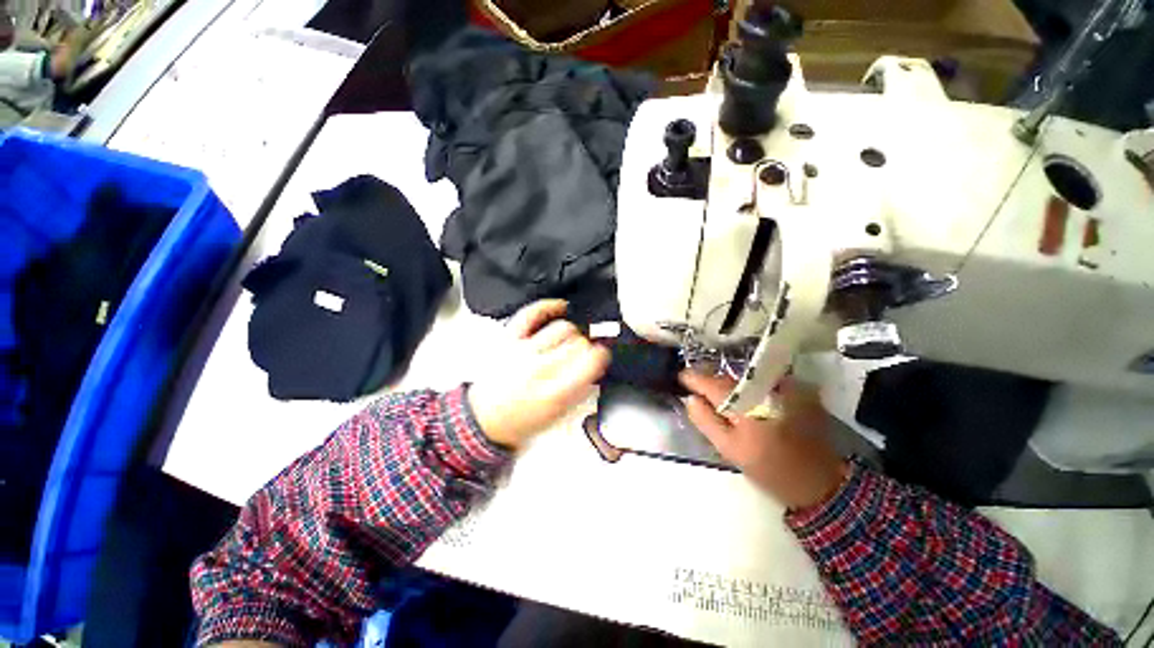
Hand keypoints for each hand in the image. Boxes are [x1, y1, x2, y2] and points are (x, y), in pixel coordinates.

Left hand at [468, 300, 610, 449]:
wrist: (486, 418)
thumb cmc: (522, 418)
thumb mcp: (559, 415)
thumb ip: (582, 390)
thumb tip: (596, 367)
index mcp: (555, 393)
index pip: (591, 362)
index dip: (602, 355)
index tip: (601, 354)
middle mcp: (539, 369)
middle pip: (578, 343)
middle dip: (587, 346)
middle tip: (584, 352)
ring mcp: (523, 351)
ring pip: (562, 328)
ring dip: (573, 332)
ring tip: (570, 339)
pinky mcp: (509, 339)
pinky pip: (531, 313)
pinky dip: (548, 306)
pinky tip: (560, 307)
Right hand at [680, 372, 848, 509]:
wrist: (820, 481)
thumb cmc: (770, 469)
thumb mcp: (730, 449)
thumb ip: (706, 421)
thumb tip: (690, 398)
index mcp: (746, 405)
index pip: (711, 383)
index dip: (693, 378)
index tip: (680, 378)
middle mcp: (765, 388)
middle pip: (728, 377)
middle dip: (710, 380)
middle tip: (695, 387)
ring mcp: (784, 387)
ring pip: (745, 378)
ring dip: (729, 383)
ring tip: (716, 393)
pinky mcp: (798, 391)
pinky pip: (763, 382)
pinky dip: (749, 386)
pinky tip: (745, 398)